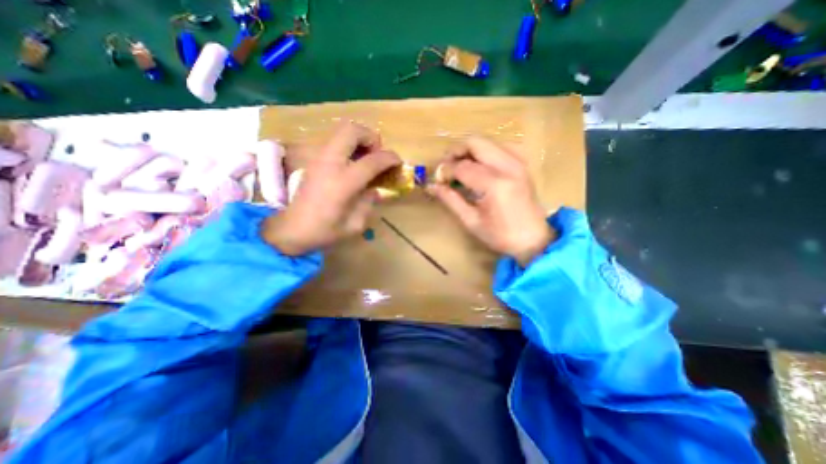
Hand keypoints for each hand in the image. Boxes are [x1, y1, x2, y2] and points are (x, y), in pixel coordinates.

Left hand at [258, 122, 398, 255]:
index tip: (398, 162)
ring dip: (359, 140)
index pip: (373, 160)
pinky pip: (334, 141)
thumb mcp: (355, 224)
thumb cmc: (324, 231)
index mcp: (343, 182)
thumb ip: (369, 202)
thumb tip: (374, 189)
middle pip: (352, 130)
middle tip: (377, 154)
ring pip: (341, 131)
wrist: (290, 230)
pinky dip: (348, 145)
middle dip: (371, 137)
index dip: (390, 158)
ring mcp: (319, 158)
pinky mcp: (313, 159)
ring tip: (366, 158)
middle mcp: (330, 163)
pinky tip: (352, 164)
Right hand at [425, 136, 554, 263]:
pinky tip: (481, 166)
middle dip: (455, 151)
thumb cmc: (500, 235)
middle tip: (446, 167)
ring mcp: (518, 162)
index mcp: (494, 184)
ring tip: (460, 167)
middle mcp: (507, 166)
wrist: (534, 239)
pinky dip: (486, 151)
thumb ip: (450, 200)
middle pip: (475, 142)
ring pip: (487, 141)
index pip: (462, 167)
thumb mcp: (471, 221)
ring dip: (469, 150)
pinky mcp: (522, 164)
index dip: (445, 171)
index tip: (437, 180)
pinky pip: (500, 146)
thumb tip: (432, 186)